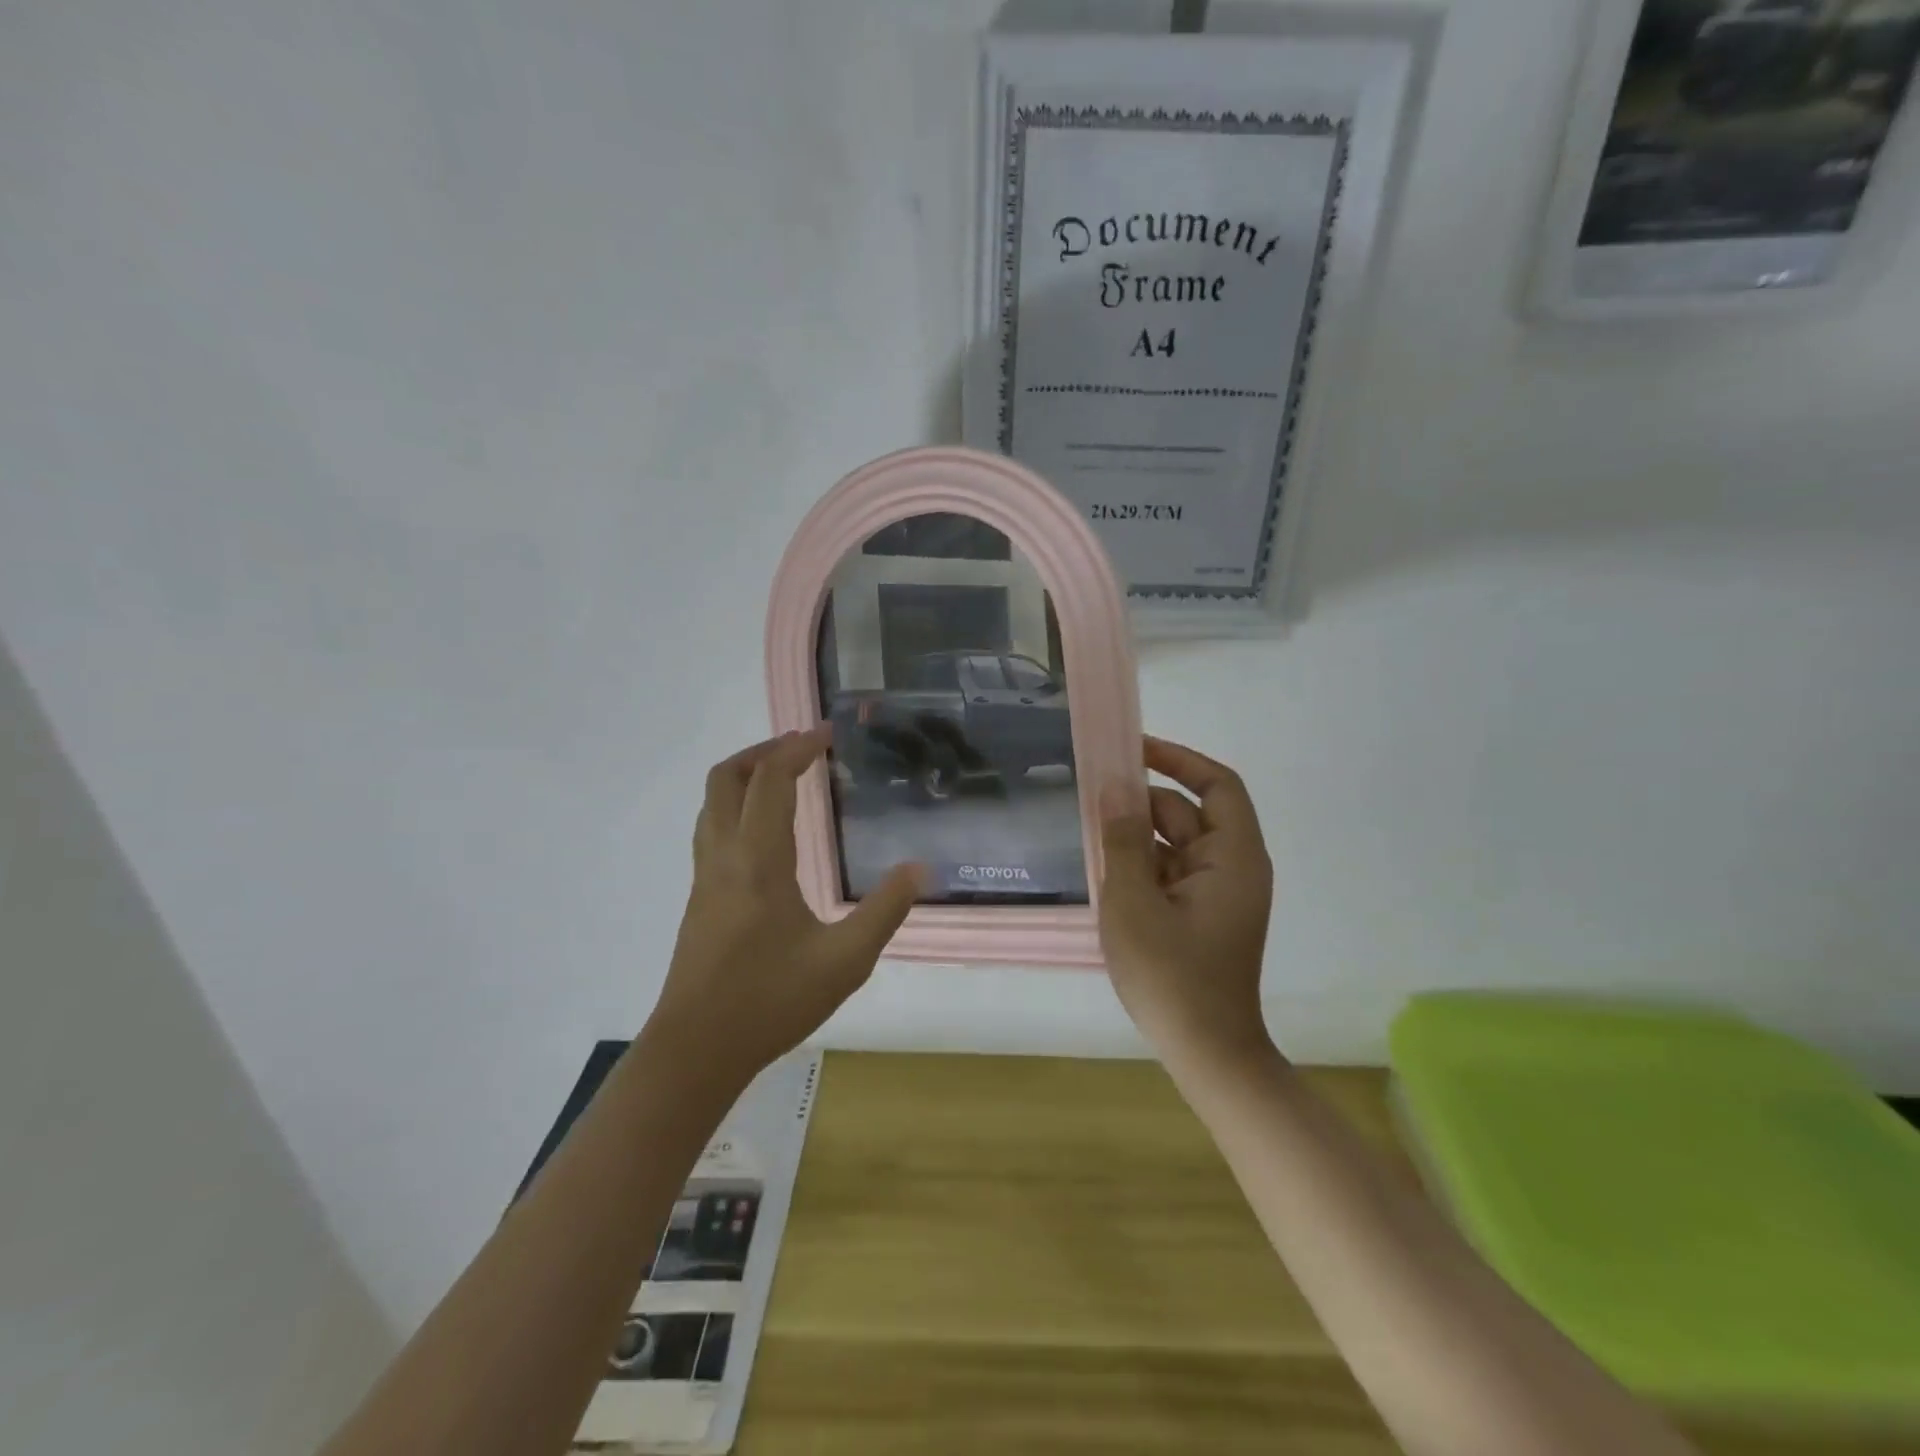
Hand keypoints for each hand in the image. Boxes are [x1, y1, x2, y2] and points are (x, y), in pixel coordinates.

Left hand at [644, 728, 921, 1084]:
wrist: (696, 1050)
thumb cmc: (770, 1001)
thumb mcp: (845, 961)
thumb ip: (885, 911)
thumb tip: (919, 869)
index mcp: (758, 860)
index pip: (769, 781)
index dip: (796, 750)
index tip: (826, 735)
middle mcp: (724, 856)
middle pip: (725, 779)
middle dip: (762, 752)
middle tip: (801, 748)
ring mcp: (705, 878)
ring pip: (712, 804)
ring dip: (744, 778)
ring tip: (784, 779)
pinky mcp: (699, 899)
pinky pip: (712, 830)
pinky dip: (737, 807)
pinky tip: (768, 835)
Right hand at [1099, 736, 1274, 1074]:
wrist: (1206, 1053)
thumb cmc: (1171, 976)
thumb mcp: (1134, 902)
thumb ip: (1123, 841)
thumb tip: (1115, 792)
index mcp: (1233, 857)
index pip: (1217, 785)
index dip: (1179, 759)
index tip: (1133, 750)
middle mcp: (1232, 867)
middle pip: (1188, 813)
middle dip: (1142, 802)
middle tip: (1090, 794)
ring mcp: (1217, 893)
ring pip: (1175, 844)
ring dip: (1136, 836)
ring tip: (1089, 832)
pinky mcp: (1201, 915)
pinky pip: (1170, 872)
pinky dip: (1141, 865)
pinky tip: (1105, 870)